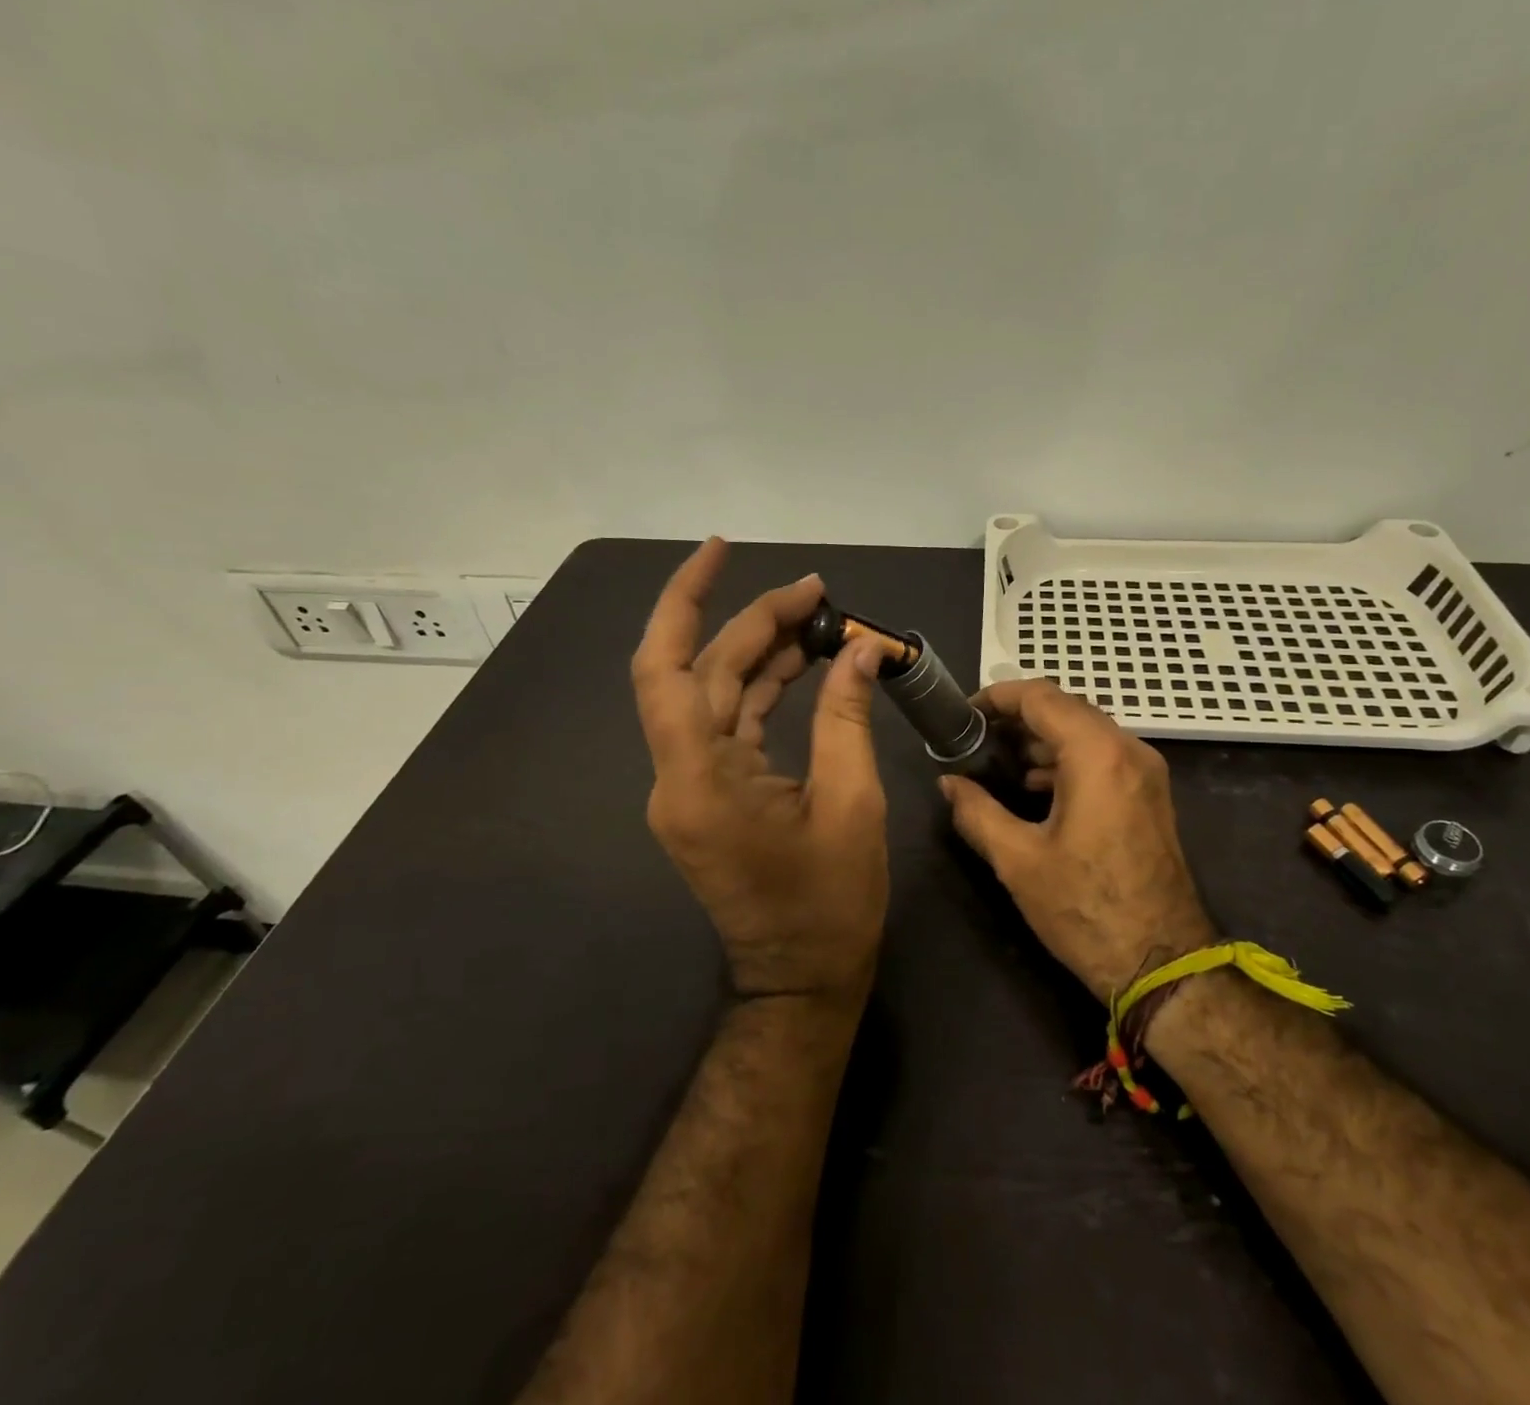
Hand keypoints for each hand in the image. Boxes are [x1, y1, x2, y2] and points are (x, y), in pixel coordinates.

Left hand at [632, 539, 889, 1008]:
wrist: (801, 979)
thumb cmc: (830, 905)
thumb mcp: (852, 804)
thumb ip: (847, 717)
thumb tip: (861, 650)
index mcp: (700, 781)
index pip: (667, 669)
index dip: (686, 601)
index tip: (722, 551)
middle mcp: (679, 777)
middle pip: (700, 673)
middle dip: (752, 622)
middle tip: (815, 593)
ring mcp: (691, 786)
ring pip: (713, 694)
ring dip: (760, 652)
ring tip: (820, 619)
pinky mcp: (710, 794)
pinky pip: (729, 724)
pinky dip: (762, 689)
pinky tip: (803, 662)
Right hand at [938, 680, 1217, 1002]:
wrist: (1162, 963)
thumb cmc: (1084, 908)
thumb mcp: (1017, 860)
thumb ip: (976, 811)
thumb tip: (949, 783)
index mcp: (1097, 755)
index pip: (1041, 698)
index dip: (997, 698)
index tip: (964, 713)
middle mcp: (1128, 750)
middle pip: (1066, 708)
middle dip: (1018, 717)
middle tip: (976, 737)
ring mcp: (1146, 773)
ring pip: (1087, 731)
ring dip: (1043, 738)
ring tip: (999, 762)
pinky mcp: (1150, 796)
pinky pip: (1103, 756)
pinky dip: (1067, 758)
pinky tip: (1036, 788)